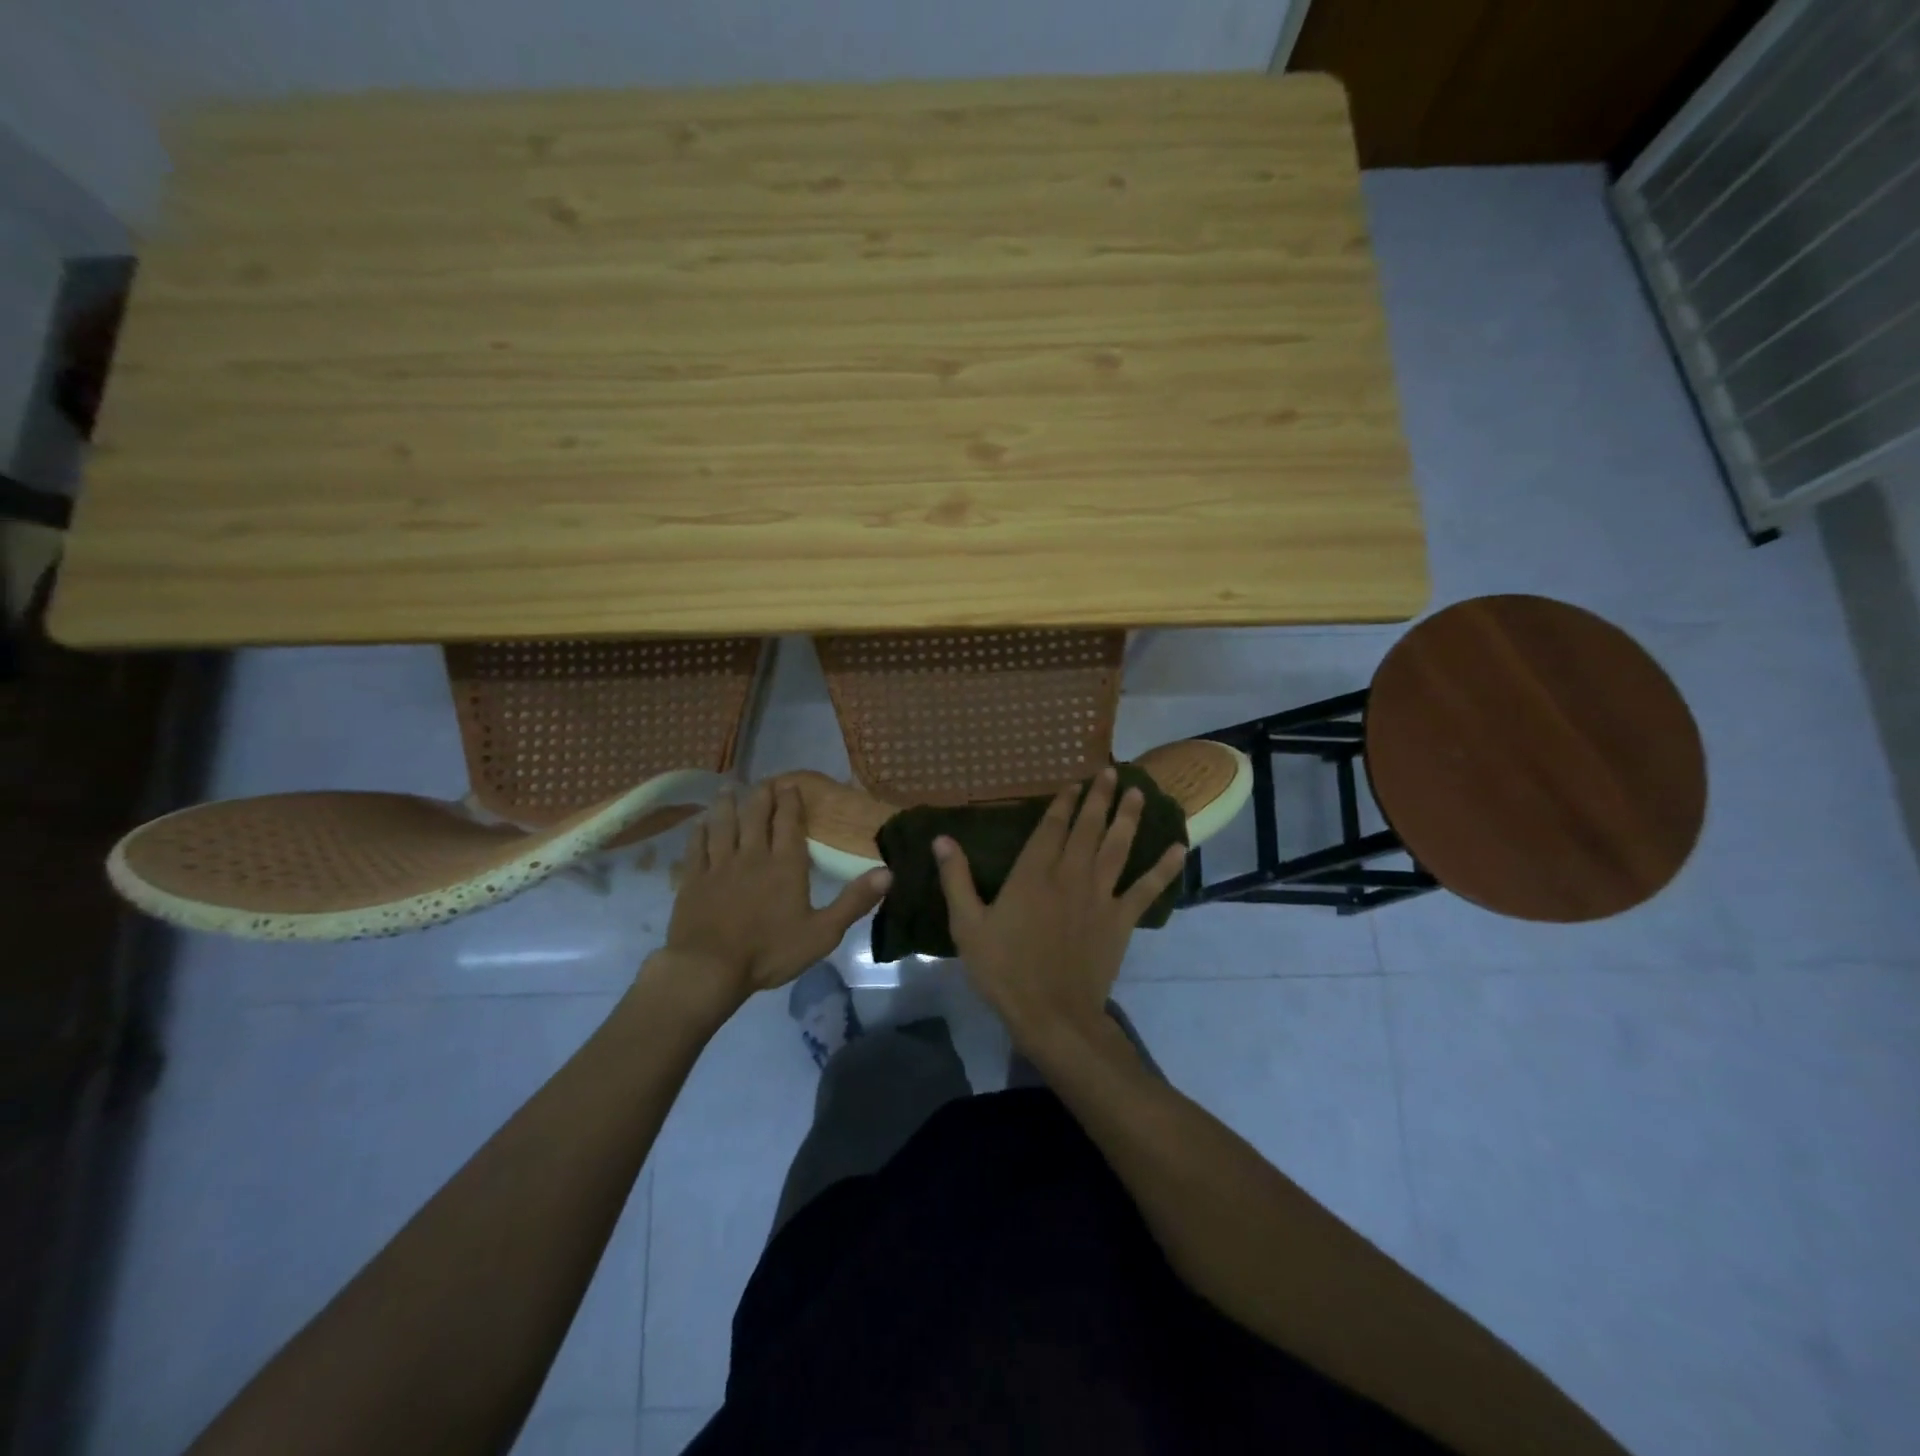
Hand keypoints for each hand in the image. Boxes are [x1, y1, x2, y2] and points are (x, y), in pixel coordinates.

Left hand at [652, 780, 890, 1012]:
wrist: (709, 969)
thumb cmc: (770, 952)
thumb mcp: (823, 932)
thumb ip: (854, 901)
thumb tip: (889, 872)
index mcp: (785, 865)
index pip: (788, 823)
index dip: (790, 802)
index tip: (790, 785)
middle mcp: (752, 855)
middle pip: (755, 817)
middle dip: (761, 796)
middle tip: (764, 782)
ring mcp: (719, 866)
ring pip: (723, 825)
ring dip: (727, 805)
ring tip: (729, 789)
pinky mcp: (693, 880)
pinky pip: (697, 848)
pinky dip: (699, 832)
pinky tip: (700, 824)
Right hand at [934, 767, 1185, 1053]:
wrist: (1052, 1013)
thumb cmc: (1004, 970)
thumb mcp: (968, 925)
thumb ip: (956, 879)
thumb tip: (941, 838)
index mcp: (1033, 873)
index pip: (1051, 827)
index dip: (1063, 803)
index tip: (1075, 782)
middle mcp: (1070, 874)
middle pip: (1088, 828)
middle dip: (1100, 798)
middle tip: (1112, 772)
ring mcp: (1100, 895)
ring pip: (1117, 847)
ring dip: (1128, 818)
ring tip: (1139, 792)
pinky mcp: (1121, 919)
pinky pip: (1146, 888)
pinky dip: (1163, 868)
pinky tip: (1179, 848)